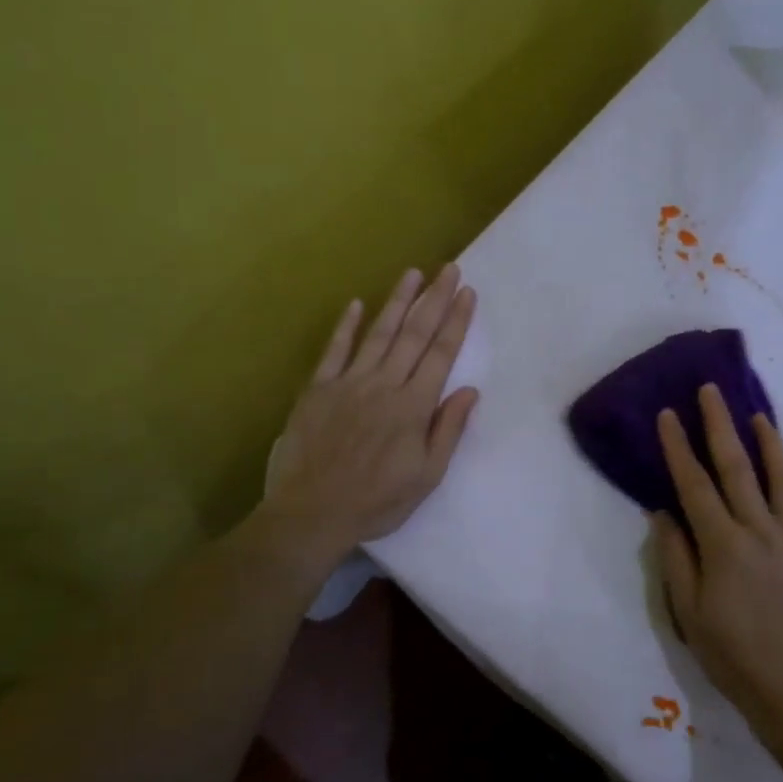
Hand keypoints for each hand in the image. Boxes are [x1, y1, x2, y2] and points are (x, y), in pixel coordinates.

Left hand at [260, 265, 478, 561]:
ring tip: (412, 274)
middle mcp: (384, 385)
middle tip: (448, 268)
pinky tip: (356, 303)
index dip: (456, 321)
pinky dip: (346, 326)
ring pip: (378, 333)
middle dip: (434, 299)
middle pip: (414, 334)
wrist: (312, 512)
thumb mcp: (426, 476)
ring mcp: (348, 383)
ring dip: (397, 301)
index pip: (441, 354)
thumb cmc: (377, 501)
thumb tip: (469, 390)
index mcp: (413, 407)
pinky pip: (334, 350)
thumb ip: (448, 430)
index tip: (467, 292)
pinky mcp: (318, 389)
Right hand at [652, 385, 782, 741]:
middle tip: (712, 391)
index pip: (694, 483)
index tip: (669, 414)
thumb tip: (664, 512)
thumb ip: (676, 556)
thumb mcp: (687, 610)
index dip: (679, 446)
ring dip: (771, 445)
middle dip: (721, 425)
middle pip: (738, 468)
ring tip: (759, 418)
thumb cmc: (730, 652)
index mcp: (723, 544)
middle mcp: (762, 532)